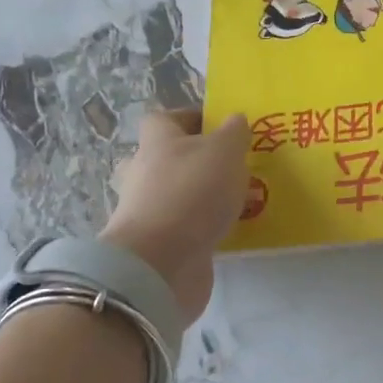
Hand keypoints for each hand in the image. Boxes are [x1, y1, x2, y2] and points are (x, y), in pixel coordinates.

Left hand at [102, 110, 250, 323]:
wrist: (160, 263)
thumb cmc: (192, 192)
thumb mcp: (225, 151)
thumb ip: (234, 133)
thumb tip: (235, 119)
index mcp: (156, 142)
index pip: (164, 119)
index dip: (191, 119)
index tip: (221, 128)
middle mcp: (144, 172)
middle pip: (165, 157)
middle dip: (195, 160)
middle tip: (230, 167)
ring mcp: (146, 211)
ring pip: (174, 194)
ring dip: (200, 196)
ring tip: (238, 200)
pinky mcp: (155, 244)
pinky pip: (181, 227)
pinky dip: (201, 227)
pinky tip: (229, 230)